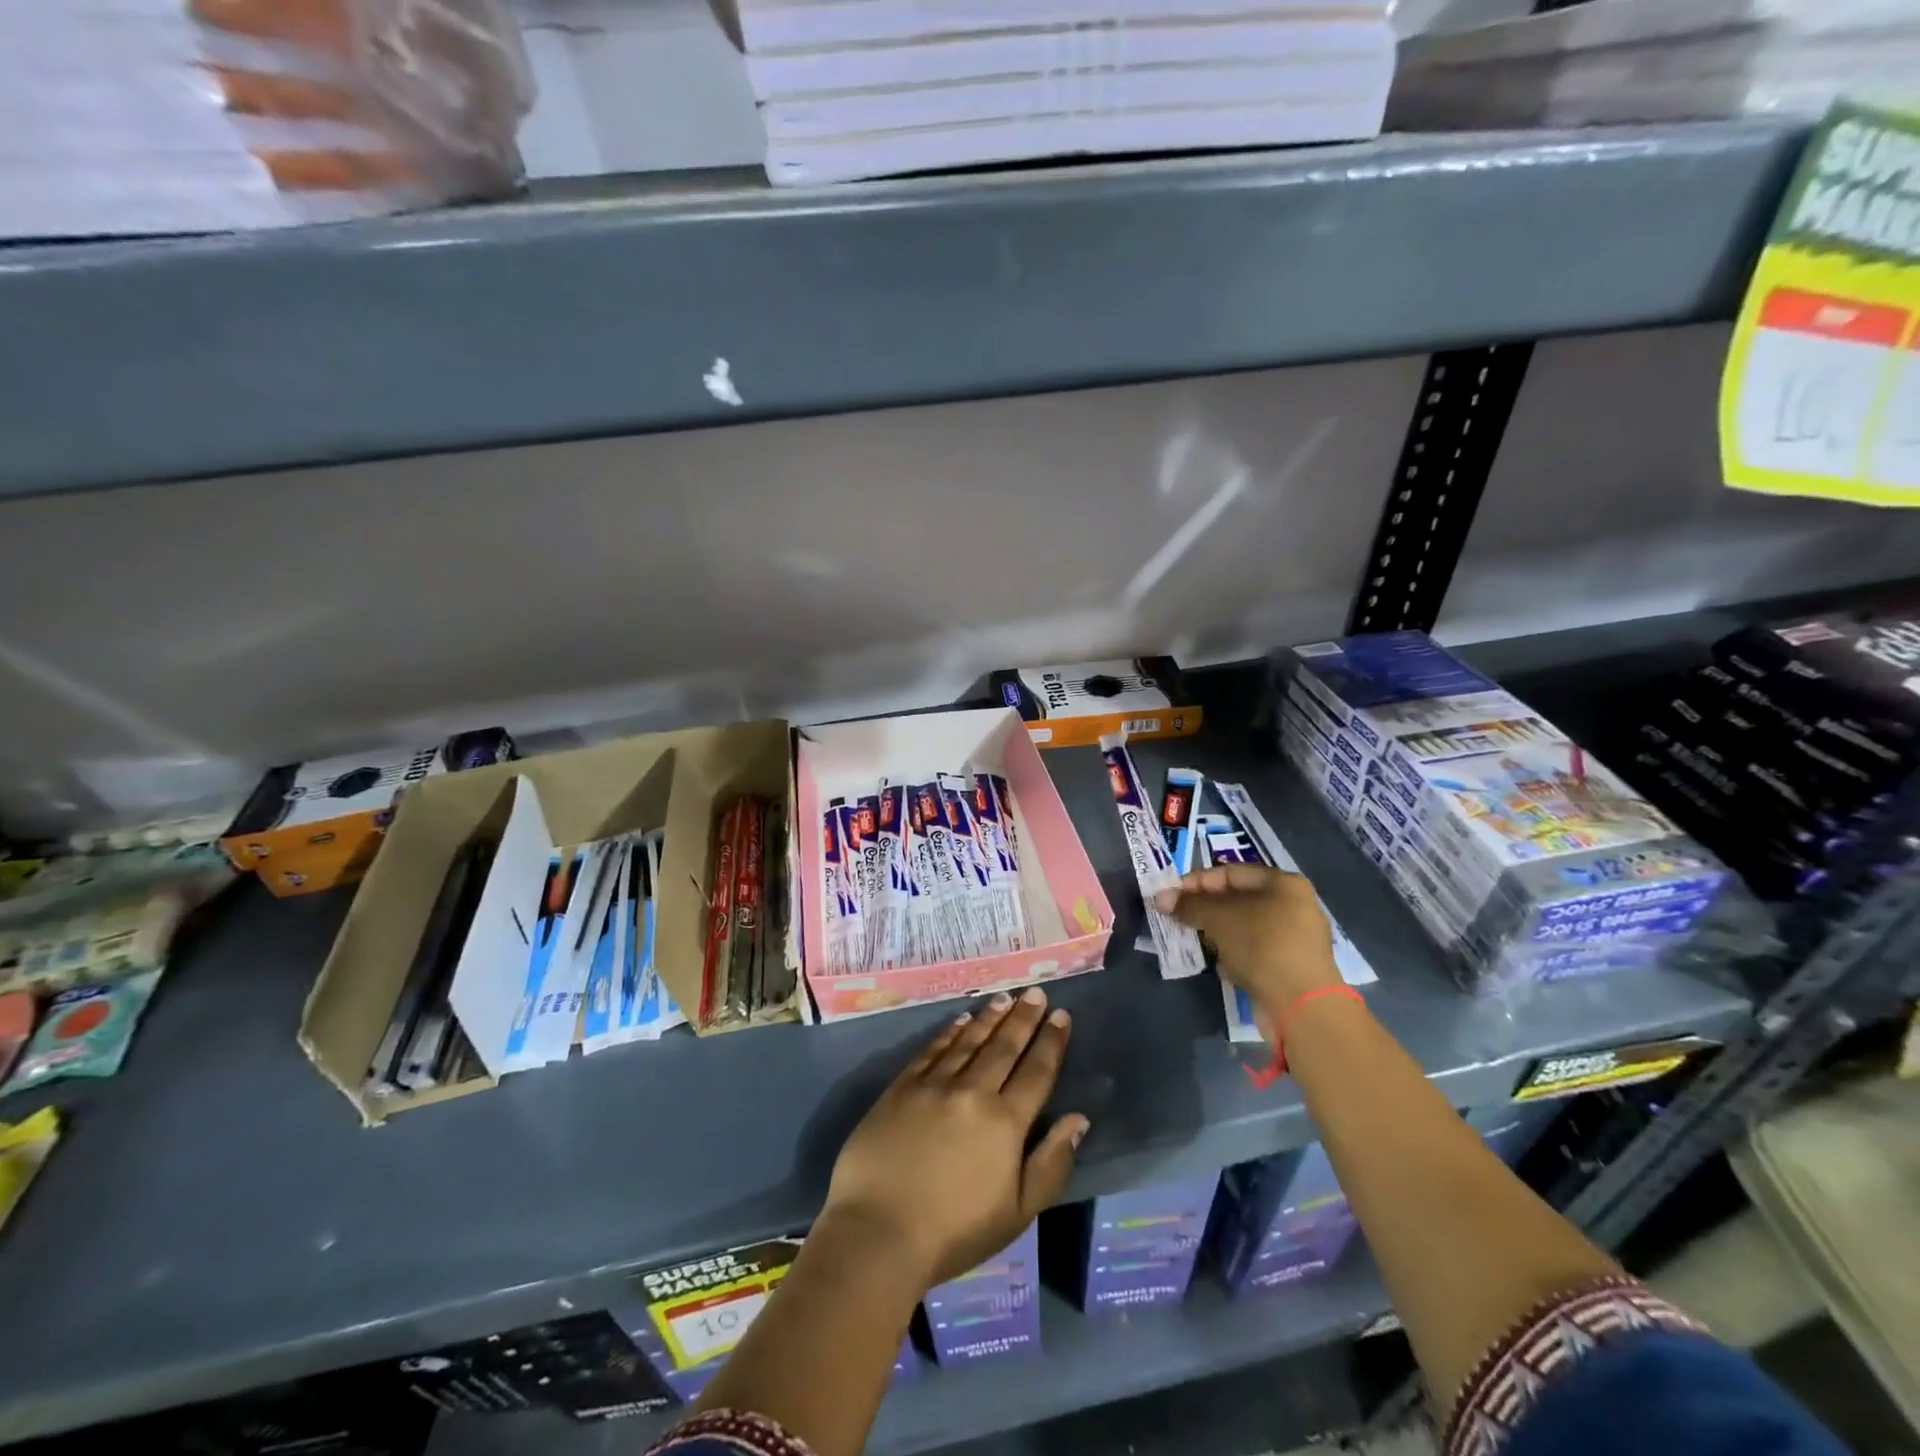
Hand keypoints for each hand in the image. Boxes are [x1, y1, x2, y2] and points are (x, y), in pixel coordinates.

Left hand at [822, 987, 1088, 1287]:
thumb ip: (1051, 1164)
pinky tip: (961, 1020)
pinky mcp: (902, 1087)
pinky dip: (950, 1033)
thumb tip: (1079, 1119)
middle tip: (1036, 993)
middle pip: (1004, 1048)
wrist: (878, 1232)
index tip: (1062, 1015)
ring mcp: (934, 1086)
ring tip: (1005, 998)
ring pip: (969, 1041)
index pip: (1036, 1072)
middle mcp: (973, 1092)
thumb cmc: (953, 1233)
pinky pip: (932, 1050)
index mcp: (1005, 1123)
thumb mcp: (1017, 1213)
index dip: (1051, 1042)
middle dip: (1024, 1018)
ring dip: (990, 1018)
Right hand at [1155, 864, 1339, 1029]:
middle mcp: (1292, 905)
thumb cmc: (1261, 945)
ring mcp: (1294, 938)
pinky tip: (1220, 965)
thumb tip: (1162, 898)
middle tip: (1177, 918)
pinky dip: (1234, 954)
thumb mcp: (1219, 918)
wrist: (1301, 1005)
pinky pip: (1253, 951)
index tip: (1170, 895)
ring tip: (1195, 941)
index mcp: (1283, 884)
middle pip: (1237, 900)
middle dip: (1204, 909)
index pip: (1230, 872)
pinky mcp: (1290, 966)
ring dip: (1217, 933)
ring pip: (1243, 927)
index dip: (1197, 881)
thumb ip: (1189, 905)